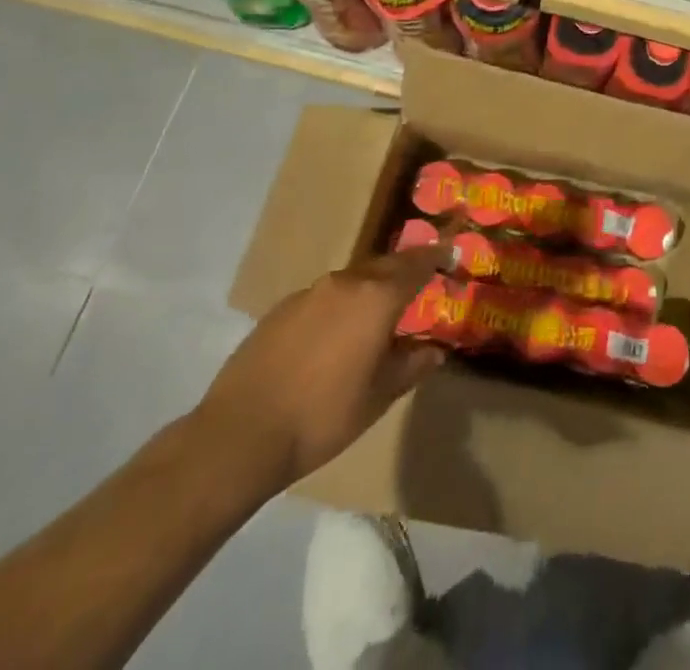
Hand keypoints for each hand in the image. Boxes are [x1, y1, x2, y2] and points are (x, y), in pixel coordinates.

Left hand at [194, 247, 446, 493]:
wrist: (239, 436)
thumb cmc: (322, 416)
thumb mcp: (379, 397)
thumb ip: (411, 366)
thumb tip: (435, 350)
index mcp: (377, 298)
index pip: (417, 265)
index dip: (436, 258)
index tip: (451, 253)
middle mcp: (346, 283)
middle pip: (385, 265)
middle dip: (405, 270)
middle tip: (419, 281)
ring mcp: (309, 293)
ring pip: (353, 280)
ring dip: (371, 288)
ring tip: (378, 311)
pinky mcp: (280, 309)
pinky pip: (324, 297)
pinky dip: (340, 305)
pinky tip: (334, 335)